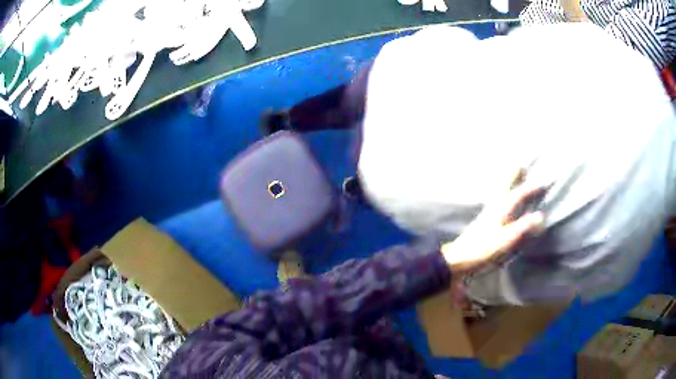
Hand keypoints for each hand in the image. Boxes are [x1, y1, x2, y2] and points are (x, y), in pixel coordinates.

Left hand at [441, 169, 545, 273]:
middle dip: (512, 177)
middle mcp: (493, 208)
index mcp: (500, 210)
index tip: (542, 183)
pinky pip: (495, 204)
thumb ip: (523, 227)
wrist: (458, 260)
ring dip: (506, 185)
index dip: (530, 189)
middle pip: (504, 188)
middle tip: (519, 165)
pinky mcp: (482, 224)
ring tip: (511, 178)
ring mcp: (486, 216)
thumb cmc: (483, 250)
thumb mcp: (506, 239)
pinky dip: (500, 197)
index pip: (517, 195)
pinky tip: (499, 203)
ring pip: (499, 195)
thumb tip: (540, 215)